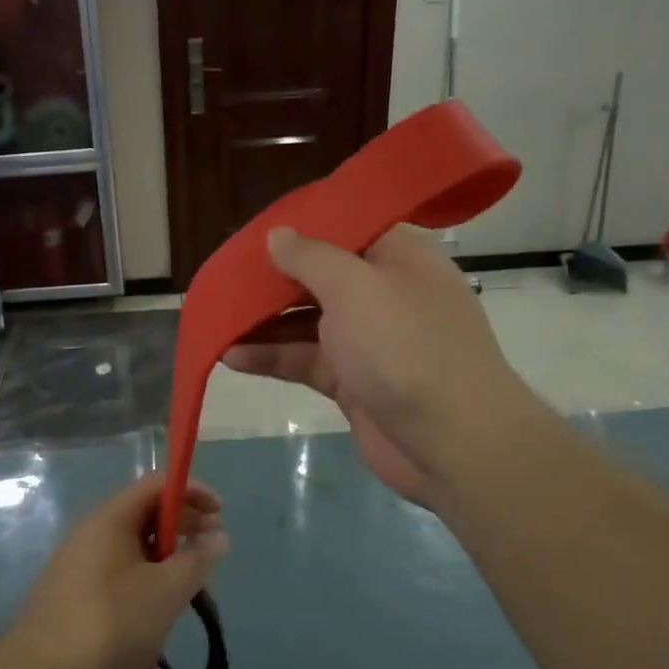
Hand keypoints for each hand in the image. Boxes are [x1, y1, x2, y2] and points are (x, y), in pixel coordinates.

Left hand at [15, 472, 227, 668]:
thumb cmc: (113, 619)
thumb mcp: (167, 590)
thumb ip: (197, 561)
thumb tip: (218, 537)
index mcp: (112, 517)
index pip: (157, 484)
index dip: (192, 491)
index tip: (220, 513)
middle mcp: (91, 529)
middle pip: (143, 511)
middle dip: (182, 523)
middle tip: (210, 545)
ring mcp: (76, 560)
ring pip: (130, 542)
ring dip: (164, 552)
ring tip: (187, 578)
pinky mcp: (70, 590)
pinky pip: (115, 566)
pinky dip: (142, 572)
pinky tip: (153, 603)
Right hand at [223, 224, 535, 505]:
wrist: (452, 441)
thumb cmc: (404, 347)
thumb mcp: (354, 287)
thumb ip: (310, 257)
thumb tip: (278, 234)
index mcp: (397, 257)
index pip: (344, 228)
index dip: (299, 227)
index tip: (254, 232)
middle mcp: (383, 293)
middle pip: (318, 277)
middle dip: (272, 280)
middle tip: (224, 280)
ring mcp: (368, 340)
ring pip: (305, 322)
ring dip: (263, 322)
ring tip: (216, 320)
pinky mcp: (352, 382)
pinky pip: (304, 360)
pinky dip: (271, 357)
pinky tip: (231, 356)